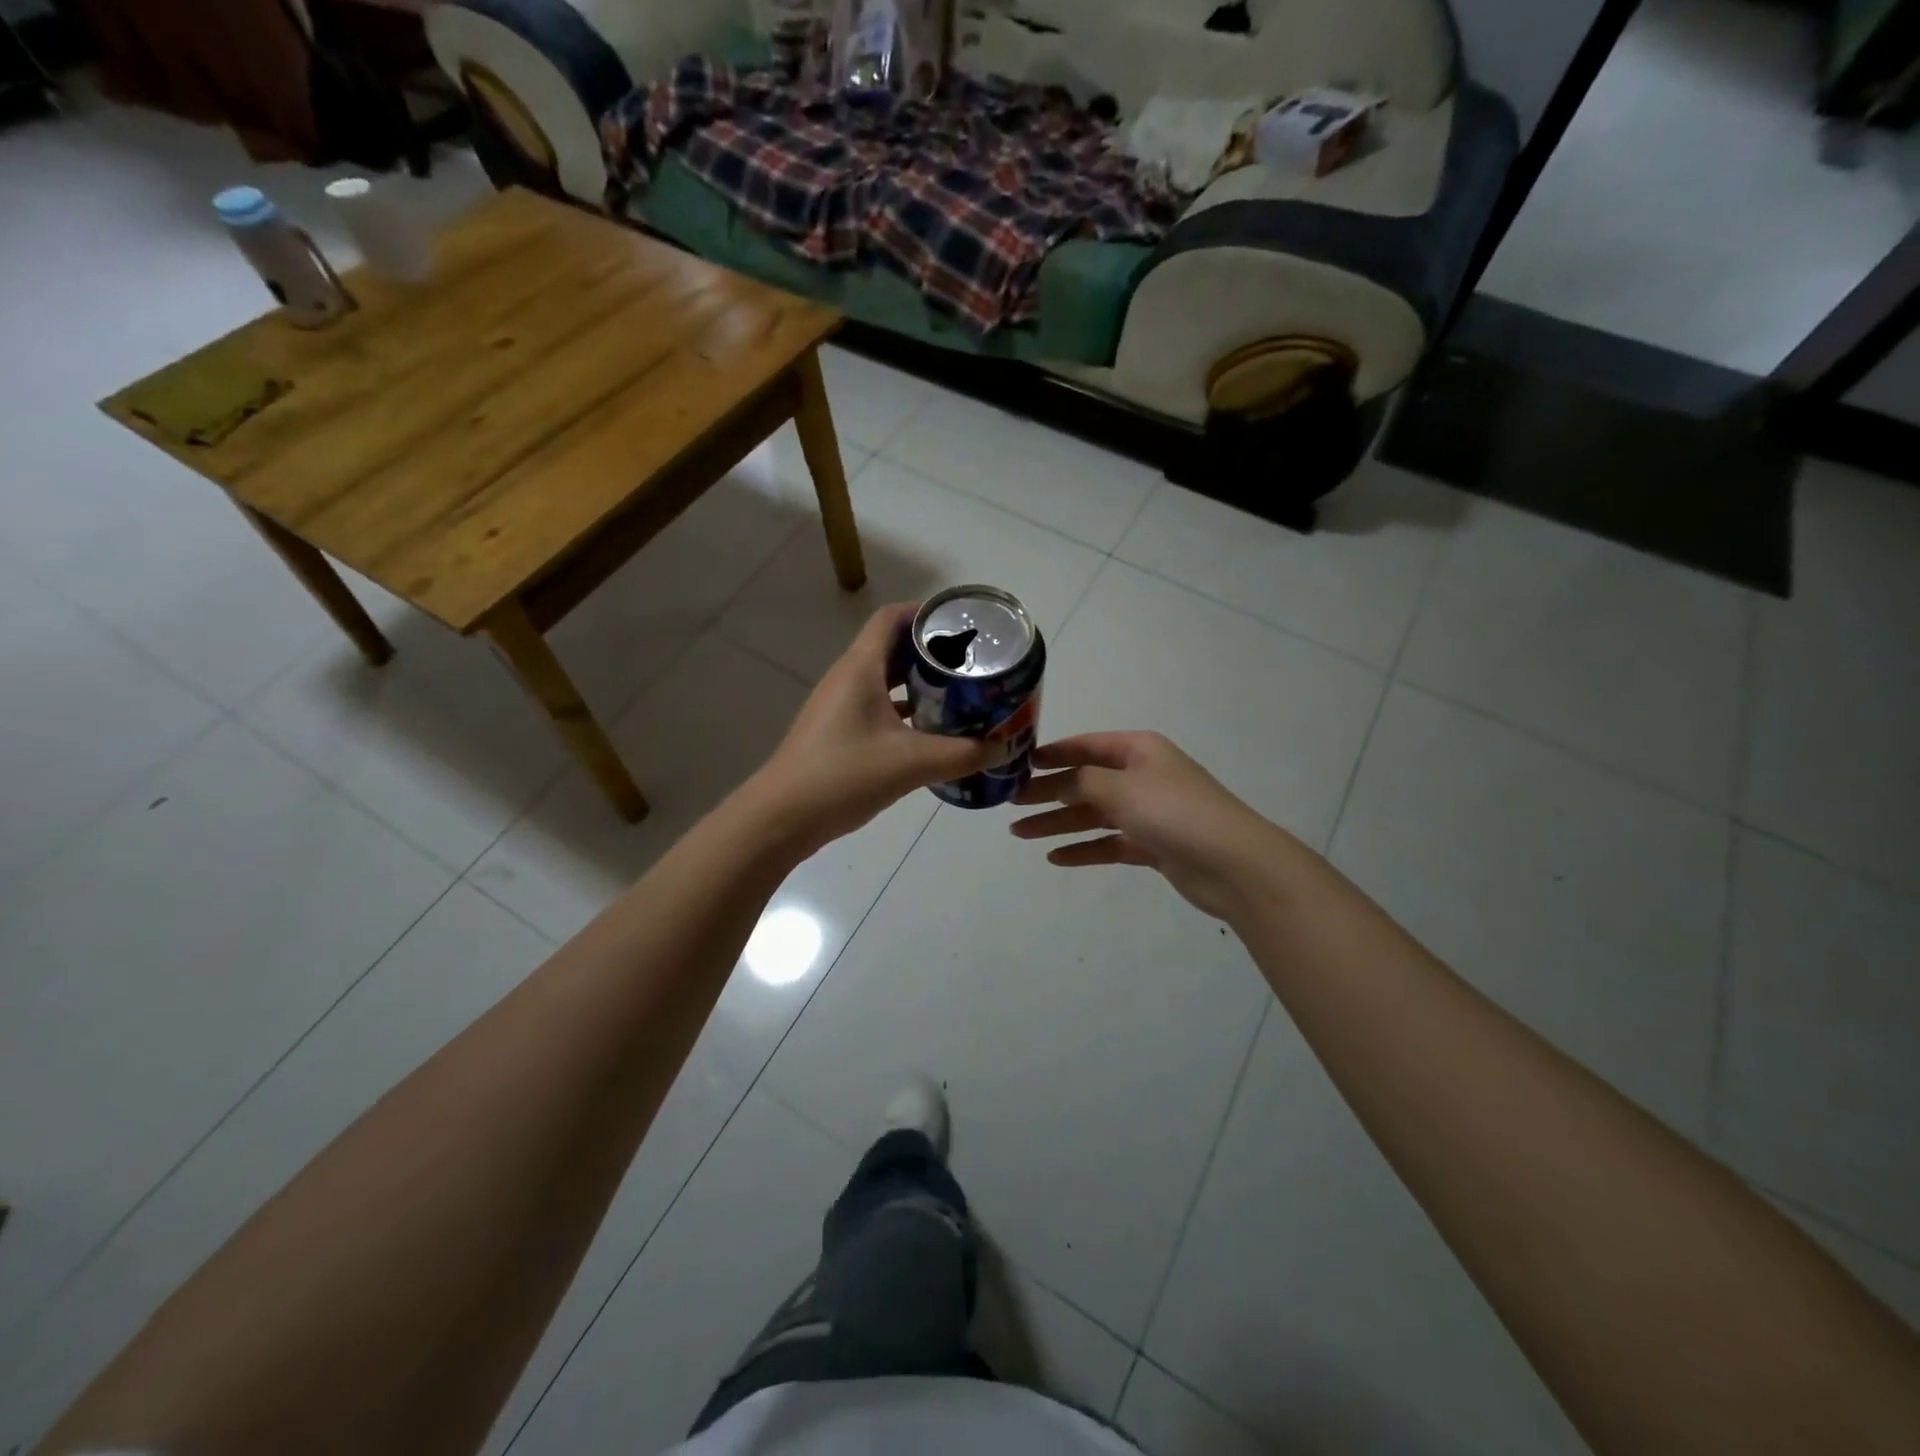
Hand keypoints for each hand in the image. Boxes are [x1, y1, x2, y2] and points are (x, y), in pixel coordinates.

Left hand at [754, 603, 997, 851]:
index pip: (892, 618)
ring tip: (960, 693)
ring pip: (885, 681)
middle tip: (972, 662)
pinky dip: (904, 711)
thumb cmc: (843, 775)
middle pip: (892, 648)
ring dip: (919, 684)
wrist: (782, 818)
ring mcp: (839, 707)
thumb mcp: (911, 763)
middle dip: (931, 652)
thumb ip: (963, 754)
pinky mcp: (838, 733)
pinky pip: (877, 708)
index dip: (925, 612)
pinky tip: (931, 732)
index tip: (962, 623)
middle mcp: (848, 679)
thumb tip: (1004, 747)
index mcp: (860, 668)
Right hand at [1010, 732, 1286, 919]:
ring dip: (1058, 823)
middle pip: (1085, 782)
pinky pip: (1109, 843)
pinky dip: (1083, 849)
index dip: (1052, 754)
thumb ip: (1081, 782)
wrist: (1233, 863)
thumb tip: (1056, 780)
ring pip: (1093, 814)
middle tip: (1010, 805)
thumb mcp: (1120, 788)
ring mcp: (1148, 812)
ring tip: (1021, 835)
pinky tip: (1056, 857)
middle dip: (1048, 792)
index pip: (1086, 746)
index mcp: (1138, 750)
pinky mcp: (1153, 845)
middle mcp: (1142, 776)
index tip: (1019, 764)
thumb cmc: (1173, 812)